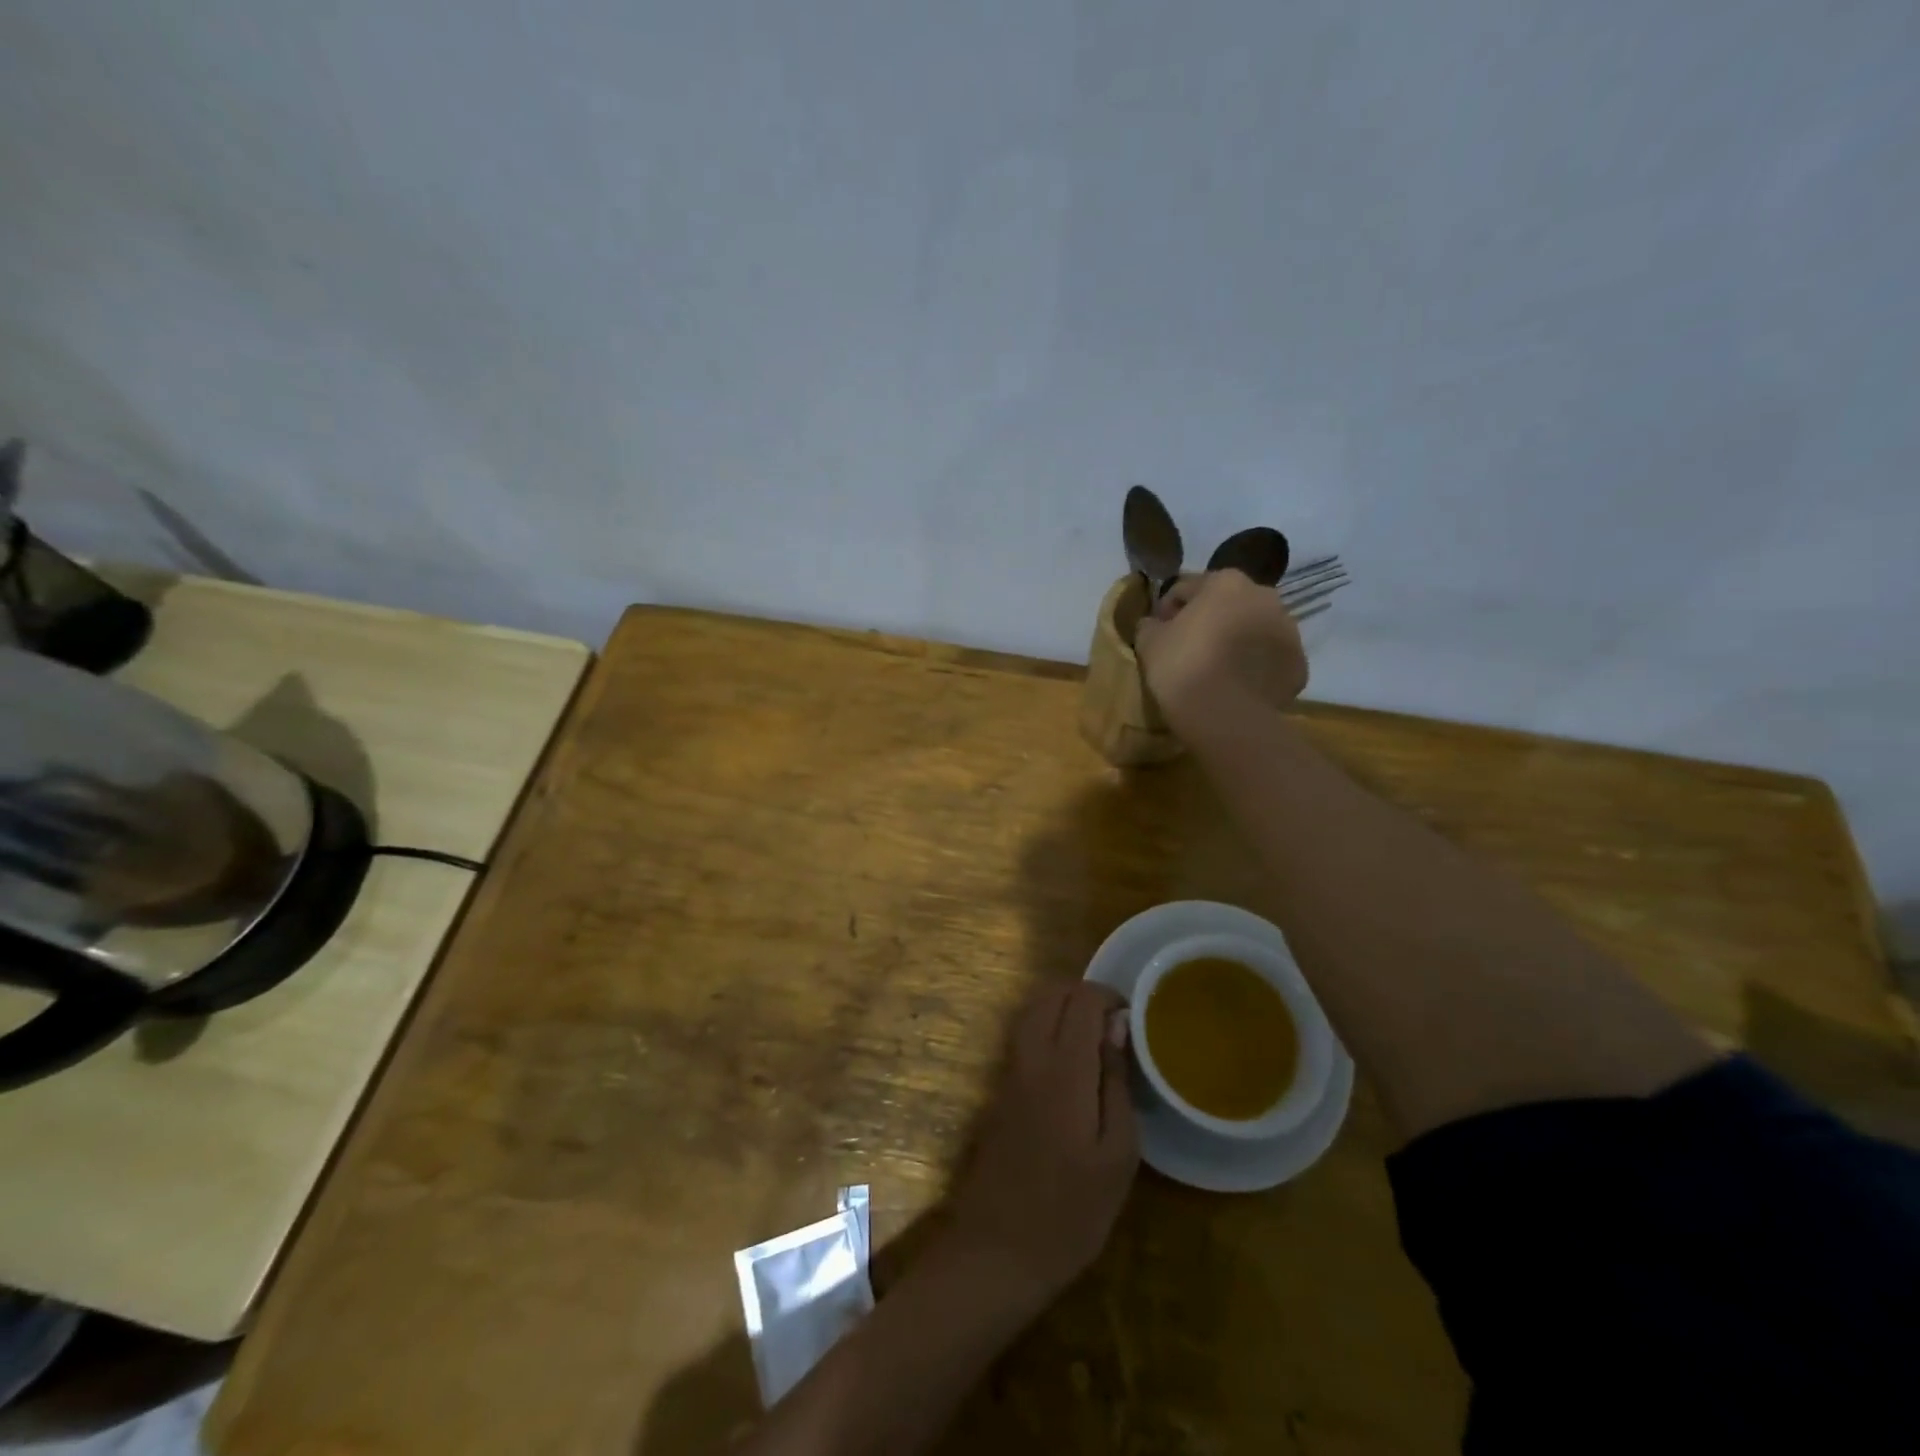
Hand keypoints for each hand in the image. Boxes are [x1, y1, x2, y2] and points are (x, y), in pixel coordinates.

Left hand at [946, 983, 1138, 1299]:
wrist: (997, 1250)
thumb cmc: (1071, 1211)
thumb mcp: (1117, 1155)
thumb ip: (1116, 1082)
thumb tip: (1116, 1027)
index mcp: (1064, 1068)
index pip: (1081, 999)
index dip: (1109, 996)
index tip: (1133, 1020)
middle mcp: (1030, 1056)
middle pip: (1051, 993)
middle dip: (1084, 994)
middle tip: (1115, 1025)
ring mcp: (1008, 1070)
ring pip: (1032, 1009)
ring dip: (1063, 1007)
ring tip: (1096, 1038)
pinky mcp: (998, 1088)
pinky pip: (1023, 1034)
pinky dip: (1046, 1025)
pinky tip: (1070, 1061)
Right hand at [1133, 570, 1308, 736]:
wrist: (1226, 718)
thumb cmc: (1183, 668)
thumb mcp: (1148, 642)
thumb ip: (1150, 624)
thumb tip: (1154, 623)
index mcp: (1226, 582)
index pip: (1186, 588)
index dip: (1167, 610)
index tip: (1158, 633)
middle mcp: (1265, 596)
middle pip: (1227, 604)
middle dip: (1209, 621)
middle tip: (1188, 651)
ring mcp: (1289, 631)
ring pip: (1254, 630)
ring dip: (1236, 641)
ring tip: (1215, 671)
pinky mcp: (1299, 665)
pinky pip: (1270, 660)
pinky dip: (1255, 668)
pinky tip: (1236, 687)